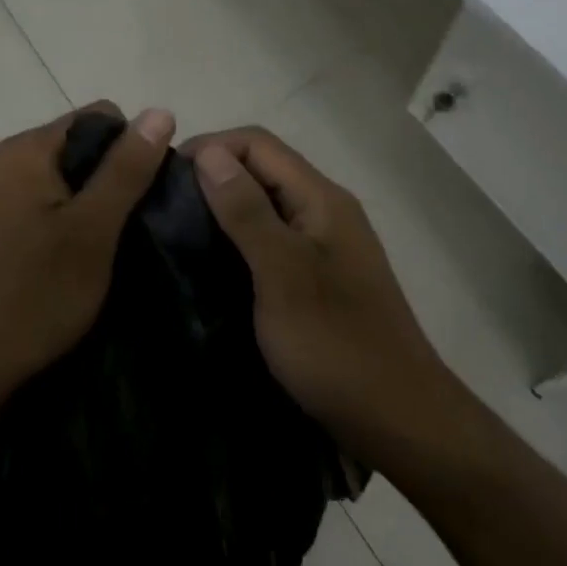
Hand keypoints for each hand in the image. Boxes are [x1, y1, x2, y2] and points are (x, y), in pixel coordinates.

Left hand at [0, 102, 175, 406]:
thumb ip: (126, 169)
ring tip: (103, 249)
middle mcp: (1, 160)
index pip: (97, 118)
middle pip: (77, 146)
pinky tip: (73, 259)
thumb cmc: (32, 295)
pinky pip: (40, 202)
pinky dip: (64, 221)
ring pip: (61, 178)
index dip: (130, 150)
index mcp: (23, 150)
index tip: (140, 200)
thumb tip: (160, 111)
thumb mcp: (92, 230)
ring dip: (88, 204)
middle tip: (124, 230)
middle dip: (109, 179)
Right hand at [187, 128, 447, 464]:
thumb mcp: (282, 274)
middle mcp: (325, 210)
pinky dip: (239, 238)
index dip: (210, 147)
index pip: (257, 143)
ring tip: (178, 232)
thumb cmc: (337, 345)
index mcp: (321, 198)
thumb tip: (208, 152)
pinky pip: (272, 238)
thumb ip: (246, 211)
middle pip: (263, 168)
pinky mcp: (319, 277)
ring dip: (224, 207)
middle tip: (164, 206)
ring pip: (266, 204)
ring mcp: (325, 245)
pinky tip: (212, 263)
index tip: (165, 177)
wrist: (401, 422)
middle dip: (213, 174)